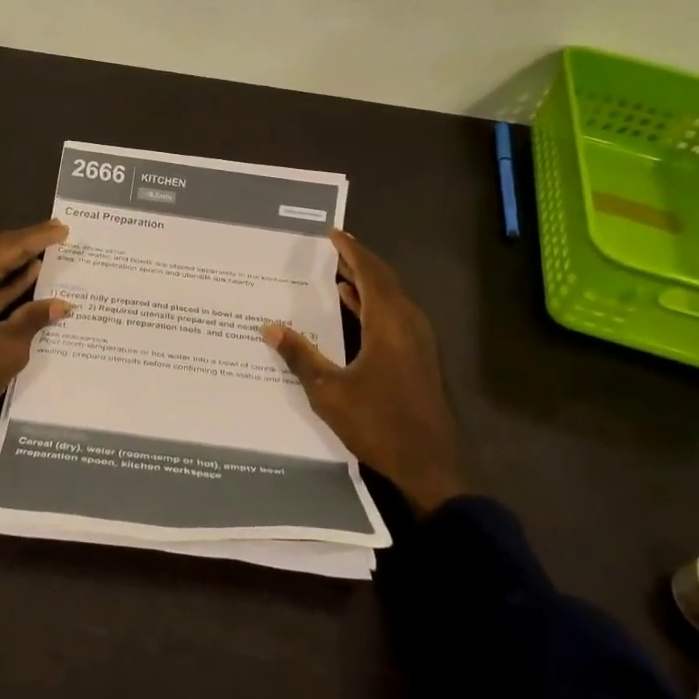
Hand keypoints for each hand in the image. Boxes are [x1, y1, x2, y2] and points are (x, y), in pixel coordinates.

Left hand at [0, 220, 72, 425]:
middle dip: (27, 247)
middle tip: (58, 236)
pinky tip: (28, 284)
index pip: (9, 246)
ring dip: (16, 267)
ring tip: (49, 256)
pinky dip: (3, 288)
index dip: (38, 237)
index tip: (63, 228)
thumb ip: (34, 318)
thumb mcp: (8, 345)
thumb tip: (61, 304)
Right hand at [264, 229, 467, 514]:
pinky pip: (395, 316)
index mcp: (389, 323)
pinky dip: (373, 304)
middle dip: (359, 262)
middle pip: (384, 280)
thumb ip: (301, 356)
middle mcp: (408, 324)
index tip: (333, 233)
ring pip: (392, 298)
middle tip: (333, 249)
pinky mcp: (419, 358)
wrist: (429, 465)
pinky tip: (353, 310)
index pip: (370, 273)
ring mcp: (418, 342)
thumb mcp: (329, 392)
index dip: (352, 251)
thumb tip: (269, 327)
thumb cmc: (378, 424)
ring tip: (338, 273)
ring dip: (367, 283)